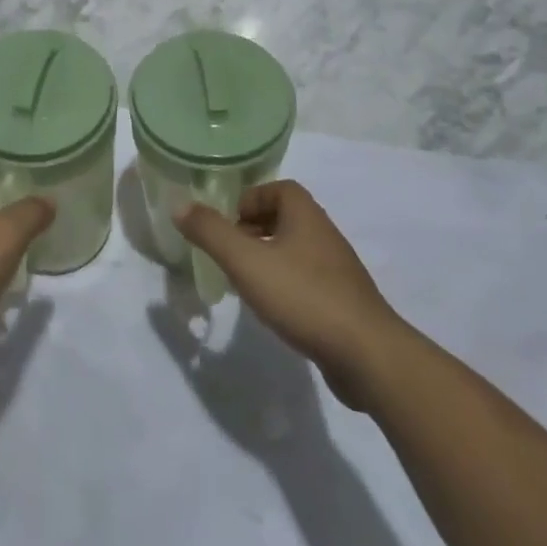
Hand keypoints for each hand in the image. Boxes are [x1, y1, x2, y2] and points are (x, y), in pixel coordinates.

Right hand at [174, 181, 400, 410]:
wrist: (367, 355)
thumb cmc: (303, 296)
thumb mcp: (246, 261)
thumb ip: (211, 232)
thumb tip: (179, 204)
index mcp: (305, 215)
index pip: (278, 189)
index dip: (250, 200)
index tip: (227, 224)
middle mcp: (324, 235)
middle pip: (285, 218)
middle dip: (253, 229)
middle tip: (228, 252)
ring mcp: (337, 270)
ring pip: (295, 251)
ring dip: (268, 258)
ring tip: (243, 282)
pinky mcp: (343, 303)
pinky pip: (307, 281)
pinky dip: (285, 285)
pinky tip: (272, 310)